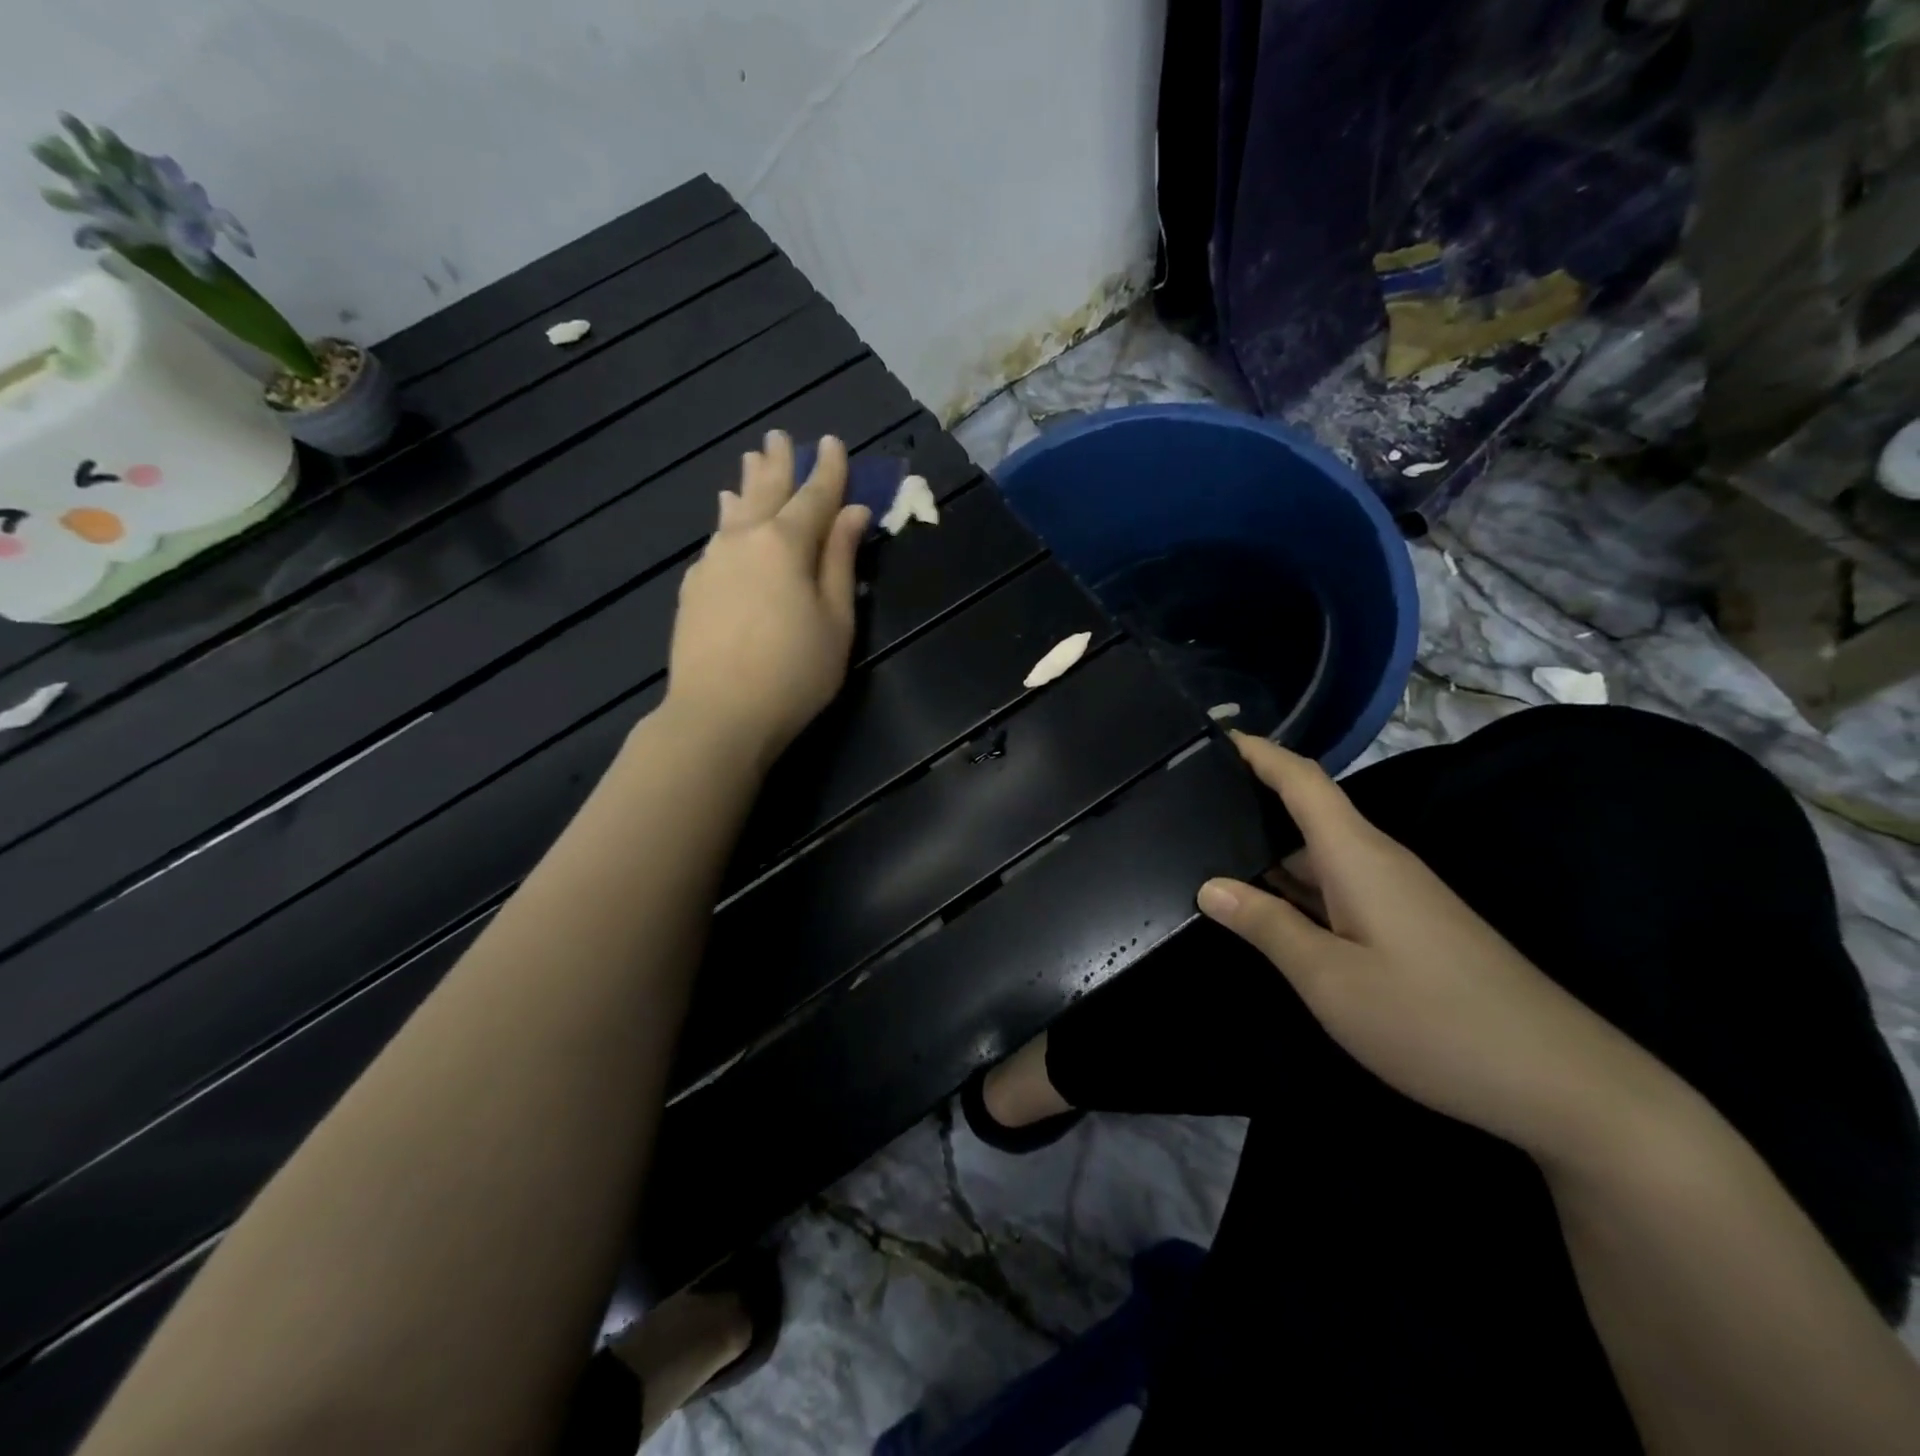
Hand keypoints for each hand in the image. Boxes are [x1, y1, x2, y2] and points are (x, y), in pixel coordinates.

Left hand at [663, 432, 870, 766]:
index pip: (814, 496)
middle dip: (779, 464)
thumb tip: (852, 514)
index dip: (828, 470)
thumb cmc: (794, 672)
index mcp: (787, 543)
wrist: (718, 714)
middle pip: (766, 492)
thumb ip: (841, 562)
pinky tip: (726, 518)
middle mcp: (745, 540)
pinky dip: (727, 520)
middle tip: (781, 436)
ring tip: (749, 461)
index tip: (834, 442)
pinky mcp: (693, 587)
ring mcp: (713, 561)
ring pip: (734, 512)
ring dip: (747, 485)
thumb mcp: (836, 620)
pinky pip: (716, 538)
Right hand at [1197, 732, 1666, 1160]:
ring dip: (1268, 849)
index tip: (1213, 735)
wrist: (1560, 1082)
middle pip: (1306, 813)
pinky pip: (1336, 889)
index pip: (1301, 780)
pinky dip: (1293, 887)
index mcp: (1358, 856)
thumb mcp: (1330, 978)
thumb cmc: (1432, 1020)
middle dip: (1249, 801)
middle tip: (1184, 804)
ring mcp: (1396, 896)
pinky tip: (1263, 906)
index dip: (1258, 752)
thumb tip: (1210, 886)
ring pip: (1319, 856)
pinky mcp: (1406, 927)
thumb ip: (1266, 926)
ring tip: (1206, 848)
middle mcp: (1377, 863)